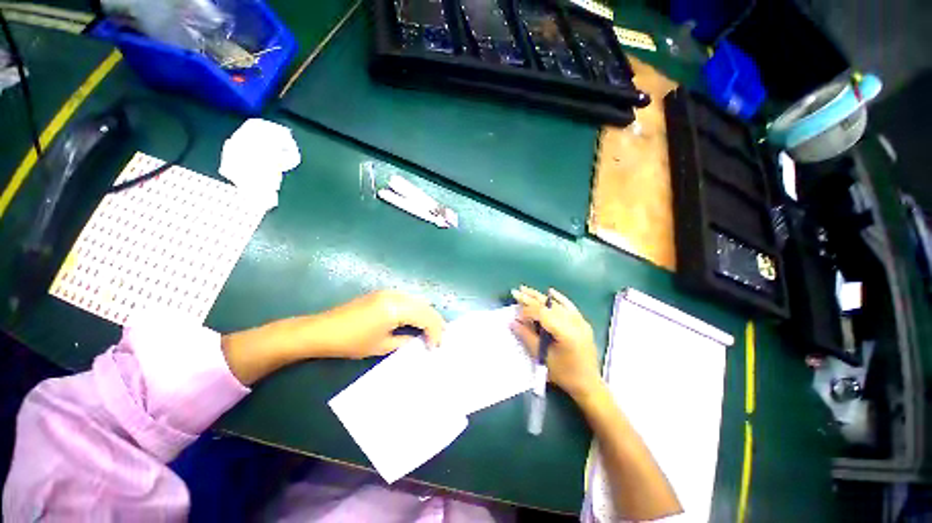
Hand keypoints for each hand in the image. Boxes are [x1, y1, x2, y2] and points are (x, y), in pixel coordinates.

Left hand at [300, 290, 444, 358]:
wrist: (325, 331)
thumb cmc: (353, 342)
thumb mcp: (382, 346)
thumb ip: (405, 341)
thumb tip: (419, 340)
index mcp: (396, 308)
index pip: (426, 318)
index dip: (435, 333)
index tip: (436, 349)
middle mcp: (394, 295)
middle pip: (424, 305)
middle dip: (435, 322)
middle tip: (440, 340)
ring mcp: (386, 292)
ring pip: (416, 300)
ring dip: (426, 314)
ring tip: (430, 332)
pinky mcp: (379, 294)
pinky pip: (406, 299)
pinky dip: (415, 310)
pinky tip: (415, 322)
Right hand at [510, 286, 601, 399]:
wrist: (587, 382)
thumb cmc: (564, 374)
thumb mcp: (544, 357)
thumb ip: (529, 338)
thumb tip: (514, 322)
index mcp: (566, 332)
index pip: (544, 314)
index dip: (528, 311)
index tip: (515, 315)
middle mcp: (575, 322)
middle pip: (551, 306)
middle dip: (532, 299)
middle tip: (516, 292)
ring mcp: (581, 322)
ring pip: (559, 305)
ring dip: (543, 299)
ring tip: (527, 291)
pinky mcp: (583, 324)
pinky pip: (570, 308)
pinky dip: (560, 300)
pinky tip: (551, 292)